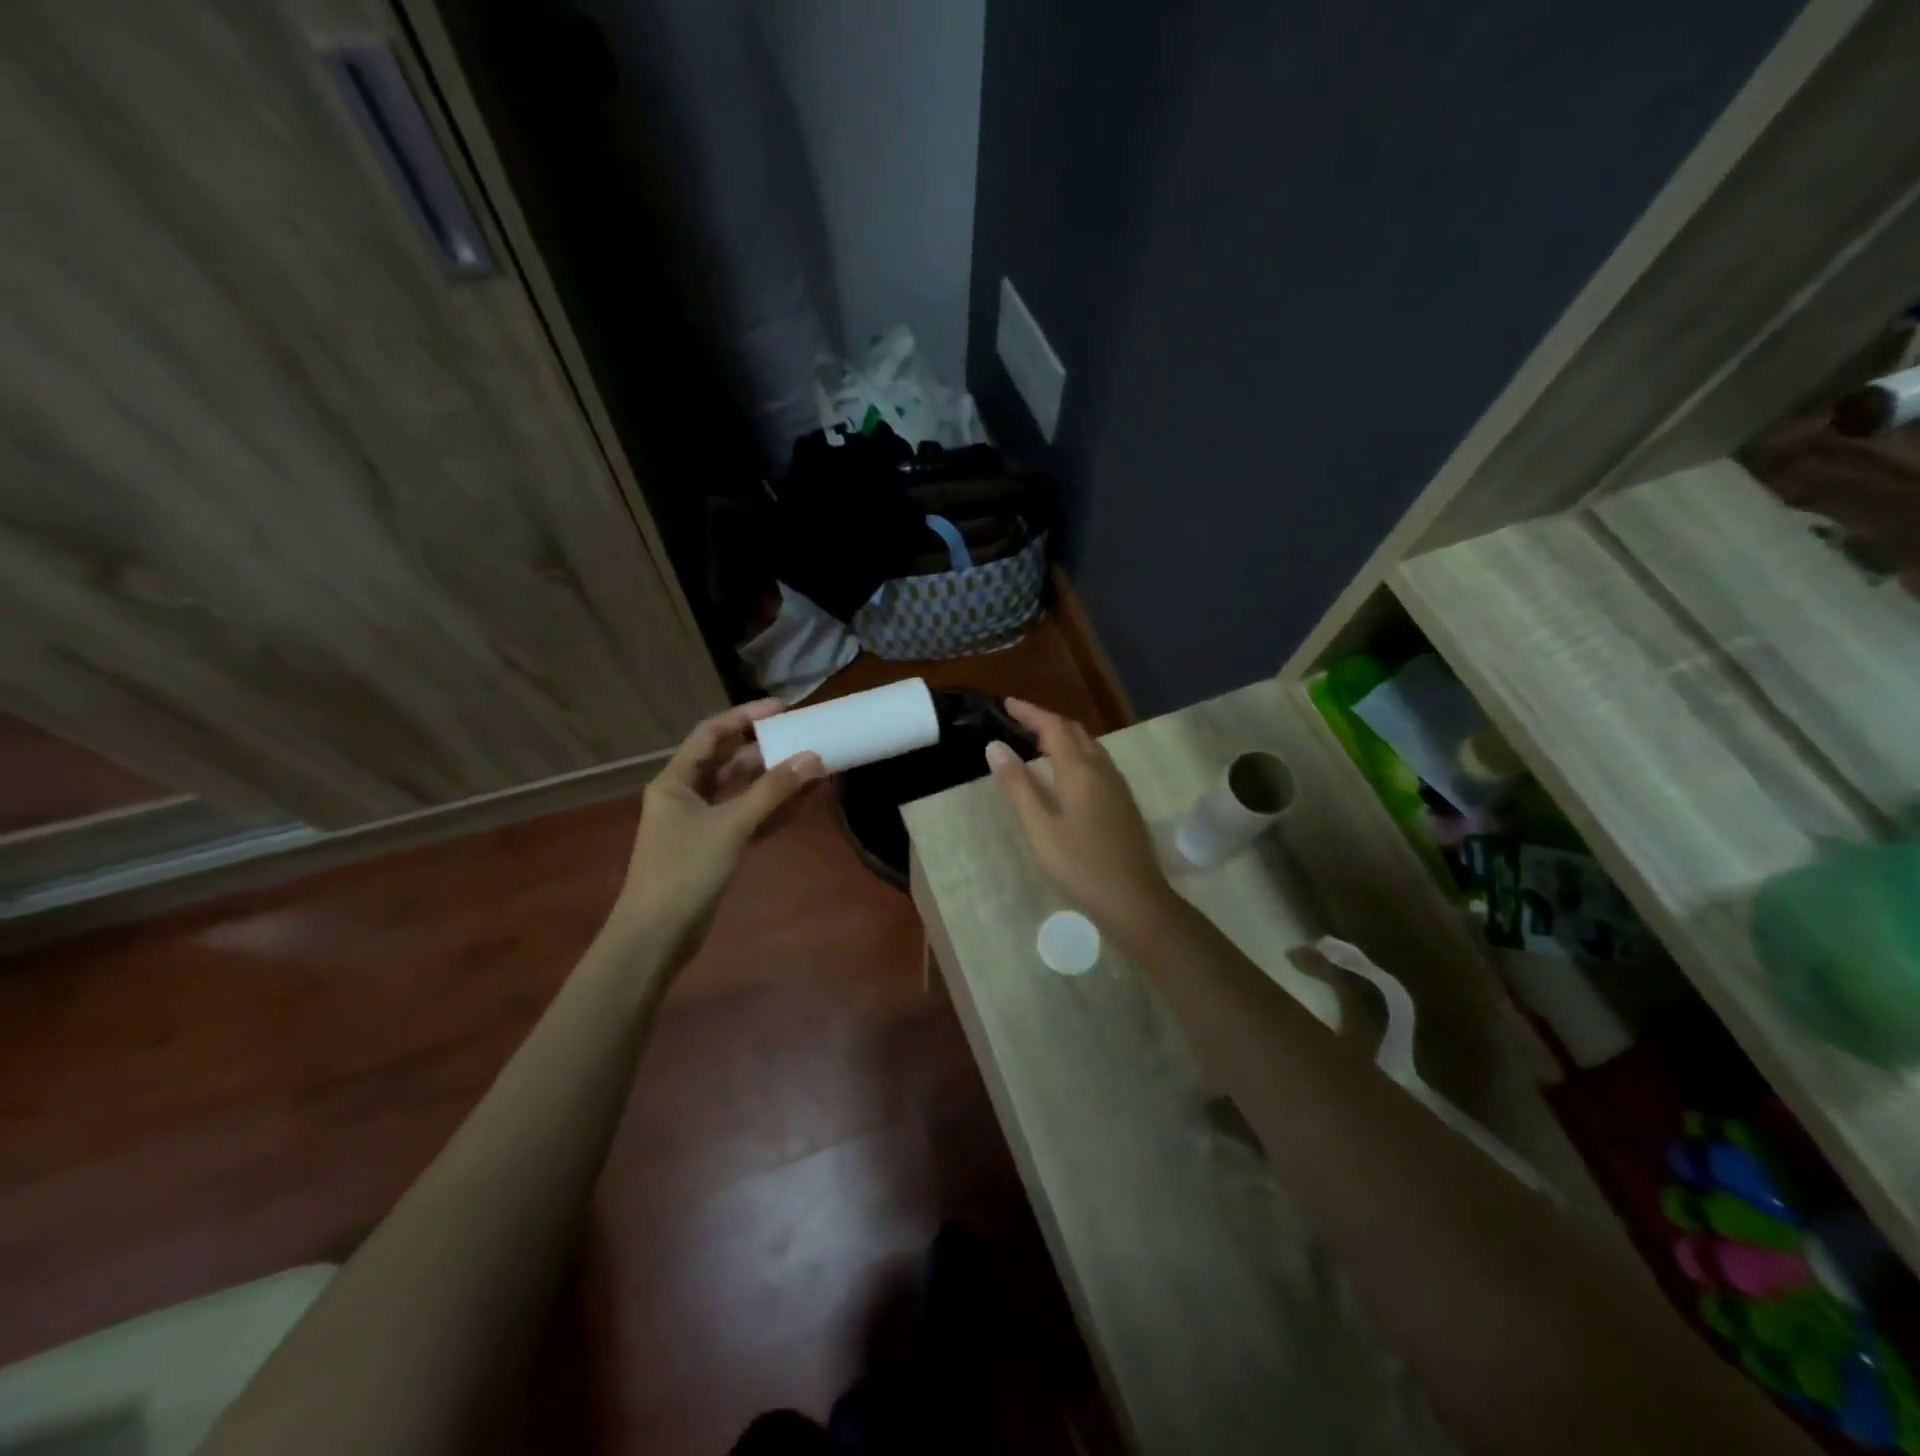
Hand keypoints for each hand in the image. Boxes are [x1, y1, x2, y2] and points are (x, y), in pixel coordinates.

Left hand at [612, 700, 823, 964]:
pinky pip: (751, 818)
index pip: (712, 734)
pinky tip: (807, 800)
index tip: (782, 708)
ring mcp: (703, 822)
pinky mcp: (718, 847)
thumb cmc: (684, 871)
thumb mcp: (730, 826)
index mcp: (676, 780)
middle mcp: (688, 795)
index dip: (745, 717)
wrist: (657, 936)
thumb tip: (813, 757)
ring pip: (744, 791)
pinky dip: (775, 810)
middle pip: (730, 761)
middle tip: (805, 736)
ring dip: (776, 780)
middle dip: (767, 750)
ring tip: (815, 765)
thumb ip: (772, 792)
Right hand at [985, 698, 1174, 934]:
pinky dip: (1076, 755)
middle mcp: (1102, 769)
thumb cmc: (1080, 863)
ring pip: (1090, 747)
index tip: (1007, 703)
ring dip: (1064, 737)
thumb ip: (1017, 784)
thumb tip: (994, 745)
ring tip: (1038, 743)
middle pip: (1075, 732)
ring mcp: (1117, 786)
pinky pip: (1097, 763)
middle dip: (1047, 720)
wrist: (1134, 898)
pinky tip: (1066, 774)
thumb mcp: (1039, 826)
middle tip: (1019, 721)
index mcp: (1080, 770)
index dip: (1030, 712)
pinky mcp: (1123, 803)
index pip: (1053, 726)